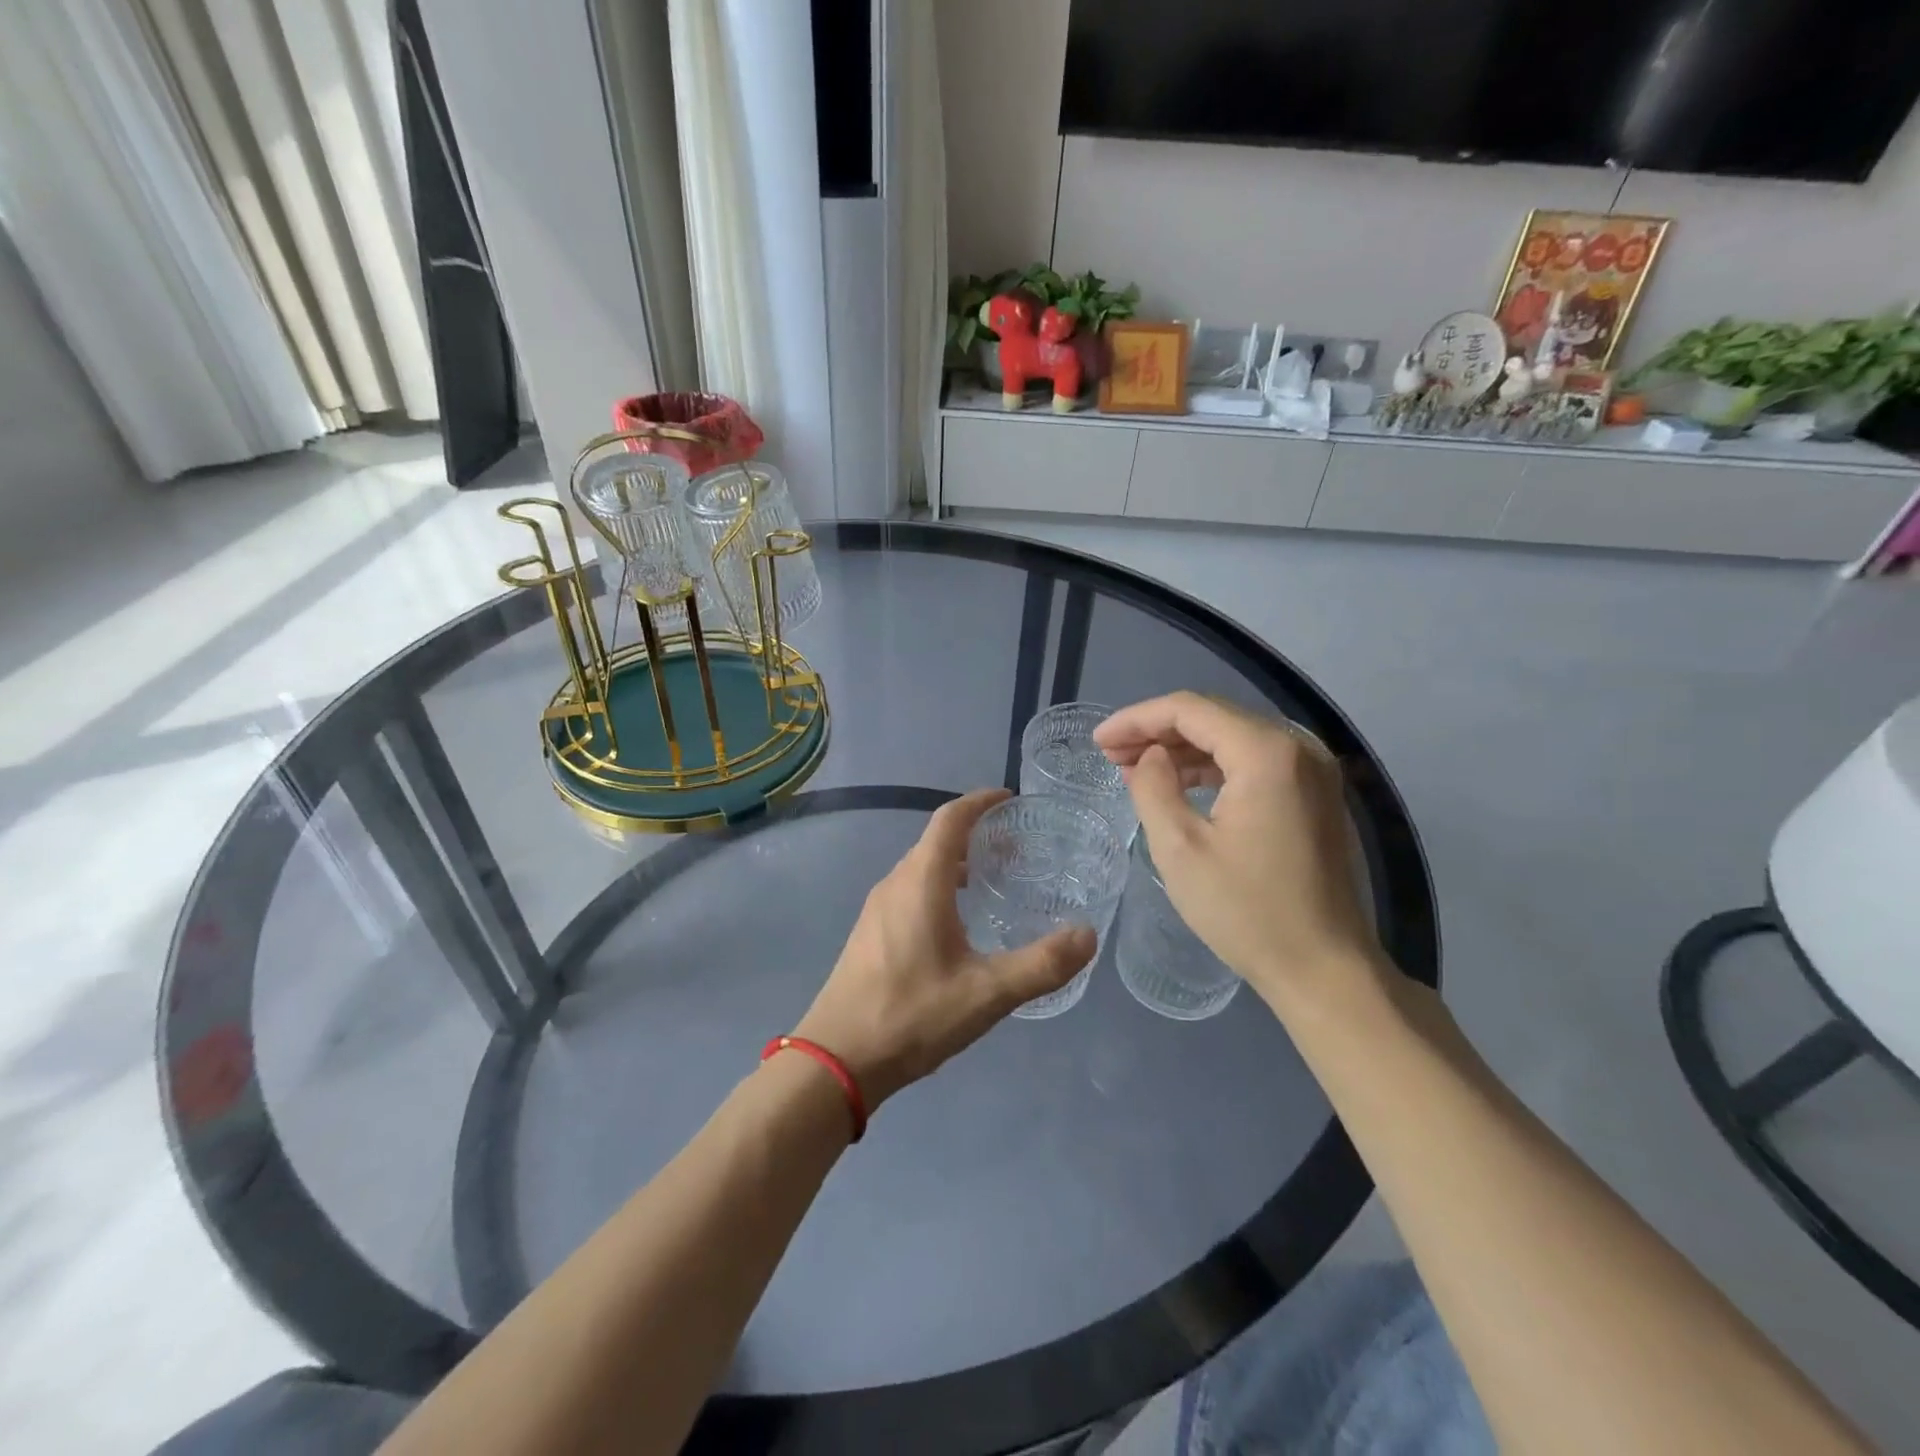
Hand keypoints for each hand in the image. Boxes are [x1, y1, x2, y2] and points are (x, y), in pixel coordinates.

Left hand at [794, 789, 1095, 1110]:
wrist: (836, 1058)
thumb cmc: (911, 1015)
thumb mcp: (987, 993)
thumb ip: (1041, 964)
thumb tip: (1088, 935)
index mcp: (921, 881)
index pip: (951, 818)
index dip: (980, 801)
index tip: (1010, 800)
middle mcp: (895, 883)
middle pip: (937, 840)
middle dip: (976, 834)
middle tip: (1017, 850)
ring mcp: (877, 908)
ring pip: (922, 867)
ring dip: (957, 863)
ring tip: (994, 882)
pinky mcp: (870, 932)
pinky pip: (910, 890)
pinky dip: (940, 886)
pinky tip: (959, 924)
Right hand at [1095, 692, 1383, 1010]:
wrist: (1324, 969)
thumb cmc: (1246, 911)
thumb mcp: (1179, 849)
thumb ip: (1153, 787)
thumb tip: (1149, 757)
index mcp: (1266, 753)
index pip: (1189, 710)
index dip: (1137, 720)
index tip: (1097, 741)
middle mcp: (1298, 747)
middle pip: (1214, 717)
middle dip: (1157, 730)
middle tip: (1111, 754)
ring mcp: (1313, 770)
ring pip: (1233, 737)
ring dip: (1183, 748)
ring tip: (1136, 768)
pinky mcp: (1315, 794)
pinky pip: (1254, 761)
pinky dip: (1213, 766)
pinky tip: (1180, 784)